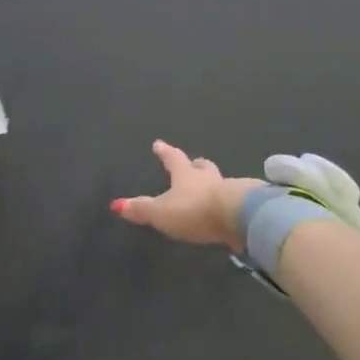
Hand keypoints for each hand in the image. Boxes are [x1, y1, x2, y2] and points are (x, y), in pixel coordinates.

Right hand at [110, 140, 262, 249]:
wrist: (237, 216)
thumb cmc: (194, 209)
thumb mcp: (161, 212)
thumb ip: (141, 209)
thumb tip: (116, 204)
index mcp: (186, 175)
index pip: (173, 159)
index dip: (165, 152)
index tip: (159, 143)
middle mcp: (208, 178)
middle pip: (201, 167)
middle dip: (196, 165)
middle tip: (193, 163)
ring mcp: (228, 190)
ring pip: (218, 182)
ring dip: (212, 183)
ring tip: (209, 188)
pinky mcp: (243, 206)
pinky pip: (232, 201)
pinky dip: (226, 202)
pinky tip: (225, 210)